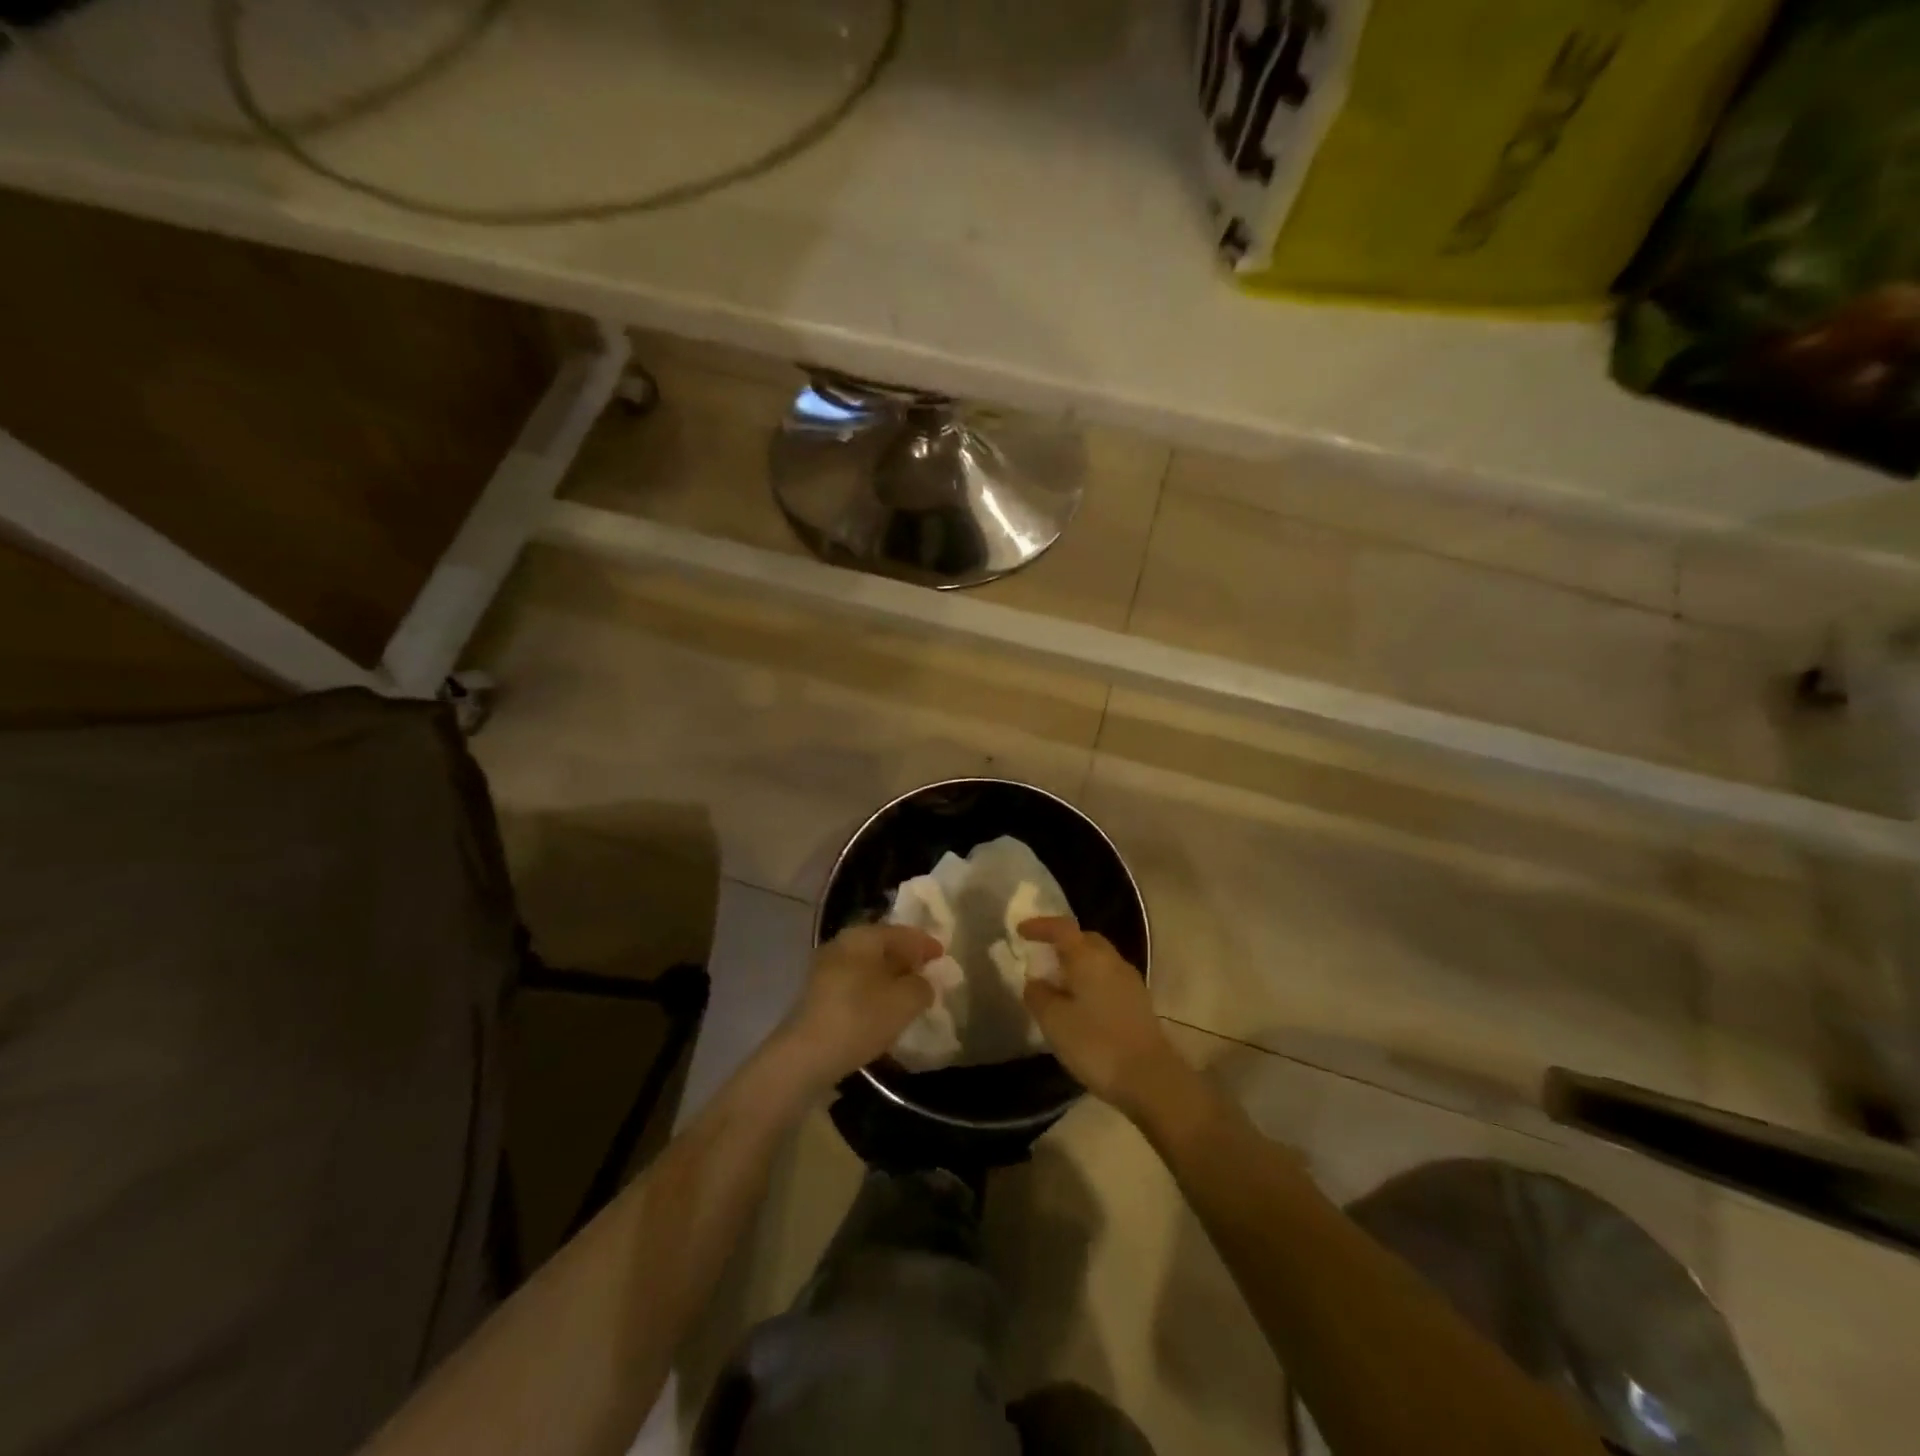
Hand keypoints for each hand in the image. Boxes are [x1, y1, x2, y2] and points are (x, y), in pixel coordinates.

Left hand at [772, 924, 941, 1095]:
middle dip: (906, 959)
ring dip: (889, 977)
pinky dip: (872, 990)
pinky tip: (882, 1009)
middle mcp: (841, 944)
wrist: (805, 1056)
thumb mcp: (905, 1001)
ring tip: (908, 994)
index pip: (902, 933)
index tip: (943, 956)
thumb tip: (922, 982)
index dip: (925, 943)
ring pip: (867, 966)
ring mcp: (825, 969)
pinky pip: (854, 983)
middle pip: (882, 946)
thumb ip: (922, 986)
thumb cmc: (860, 1018)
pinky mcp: (817, 994)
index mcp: (863, 936)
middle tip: (927, 973)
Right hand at [1019, 917, 1181, 1112]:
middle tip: (1041, 957)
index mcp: (1089, 957)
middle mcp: (1112, 960)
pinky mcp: (1139, 1002)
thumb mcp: (1054, 1021)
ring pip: (1098, 960)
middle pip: (1084, 939)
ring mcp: (1129, 981)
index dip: (1040, 926)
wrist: (1150, 1078)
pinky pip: (1108, 978)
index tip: (1021, 931)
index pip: (1062, 928)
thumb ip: (1038, 995)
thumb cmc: (1096, 1043)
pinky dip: (1090, 981)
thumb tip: (1035, 981)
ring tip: (1058, 983)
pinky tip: (1080, 1004)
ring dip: (1077, 964)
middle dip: (1061, 943)